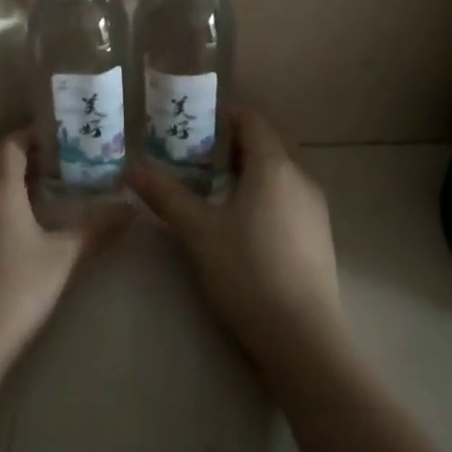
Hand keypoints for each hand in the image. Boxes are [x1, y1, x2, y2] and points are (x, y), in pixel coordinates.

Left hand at [0, 128, 127, 392]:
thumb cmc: (15, 292)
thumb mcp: (63, 258)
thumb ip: (96, 227)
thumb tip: (131, 208)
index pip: (12, 142)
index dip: (35, 137)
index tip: (61, 142)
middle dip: (23, 157)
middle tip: (56, 168)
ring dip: (1, 181)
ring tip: (32, 195)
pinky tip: (1, 230)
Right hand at [130, 106, 346, 373]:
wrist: (303, 338)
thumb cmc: (247, 272)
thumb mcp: (199, 232)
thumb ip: (167, 196)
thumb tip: (133, 169)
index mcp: (274, 165)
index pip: (252, 118)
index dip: (223, 113)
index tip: (193, 121)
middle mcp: (300, 177)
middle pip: (268, 141)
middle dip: (234, 139)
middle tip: (197, 151)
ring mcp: (314, 207)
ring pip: (280, 169)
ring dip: (250, 166)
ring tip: (213, 183)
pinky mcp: (318, 234)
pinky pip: (289, 193)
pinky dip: (265, 190)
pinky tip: (242, 218)